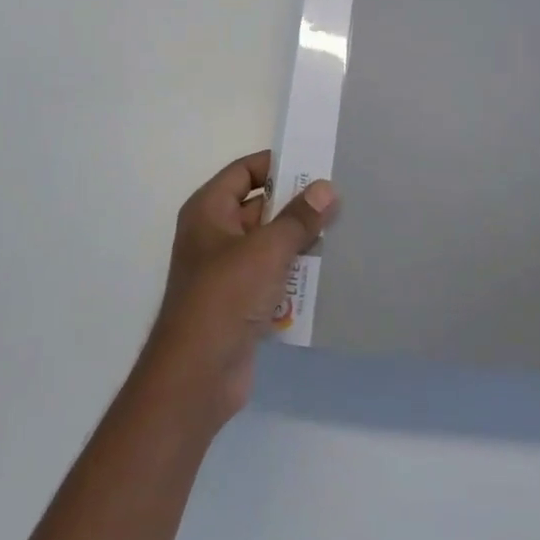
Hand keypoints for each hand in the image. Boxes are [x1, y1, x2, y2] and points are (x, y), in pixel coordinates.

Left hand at [140, 151, 336, 433]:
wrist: (197, 375)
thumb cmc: (225, 297)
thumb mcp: (267, 250)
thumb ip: (298, 218)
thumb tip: (325, 187)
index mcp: (209, 211)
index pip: (244, 172)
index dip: (277, 165)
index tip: (316, 164)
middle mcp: (213, 234)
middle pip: (260, 207)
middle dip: (296, 206)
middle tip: (339, 200)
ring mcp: (226, 270)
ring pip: (269, 244)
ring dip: (300, 242)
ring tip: (342, 232)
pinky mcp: (239, 302)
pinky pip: (272, 276)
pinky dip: (294, 274)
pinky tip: (328, 273)